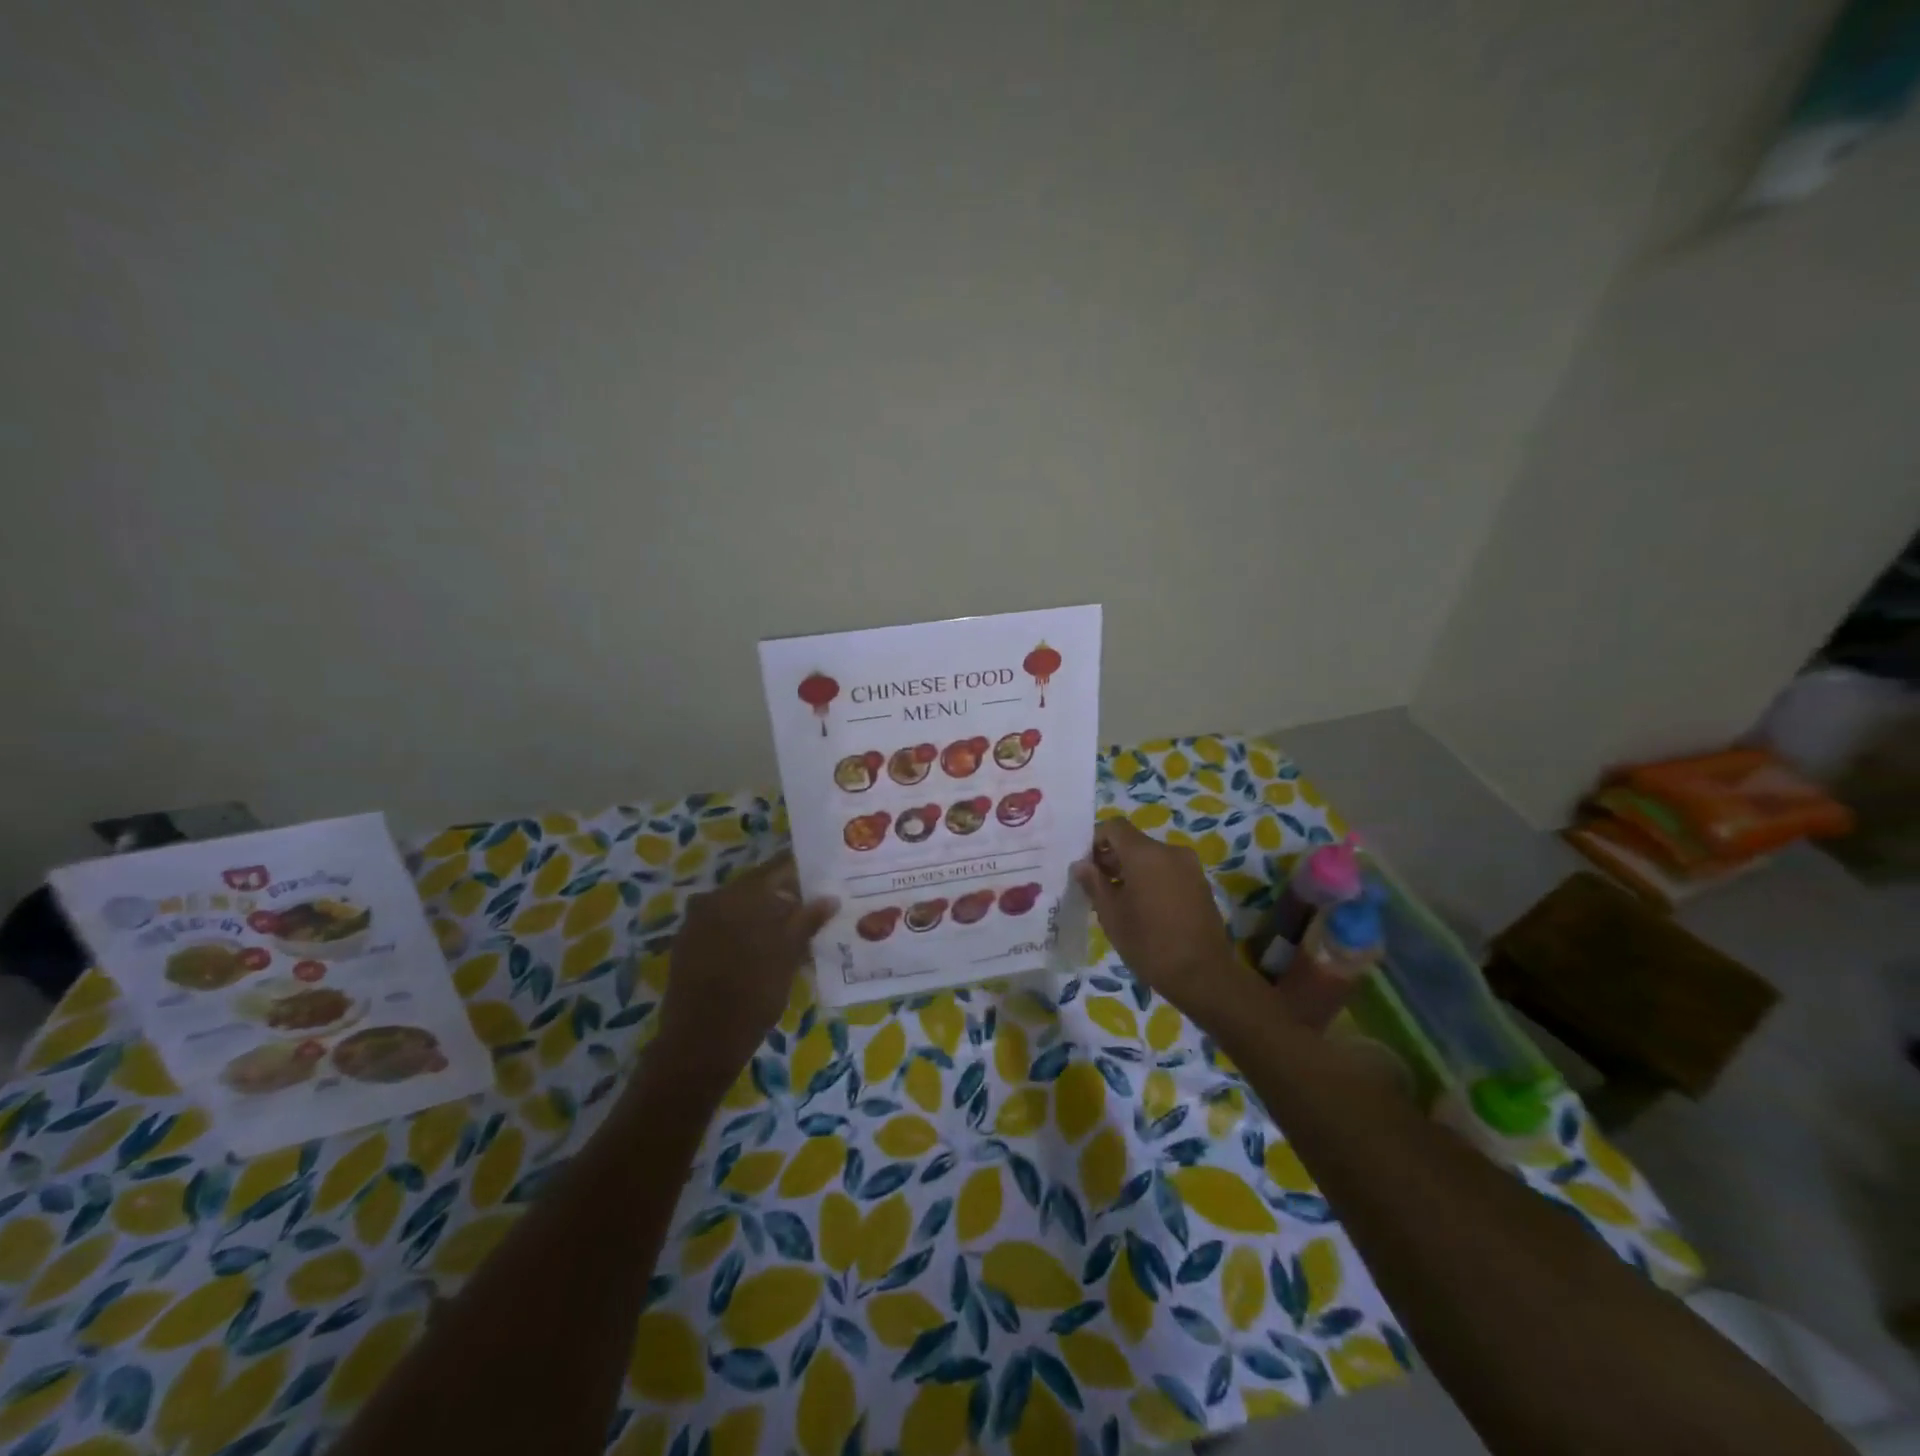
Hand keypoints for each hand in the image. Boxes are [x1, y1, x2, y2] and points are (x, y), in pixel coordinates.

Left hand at [657, 852, 837, 1087]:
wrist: (701, 1042)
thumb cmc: (753, 993)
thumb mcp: (789, 954)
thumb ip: (808, 920)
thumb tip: (829, 897)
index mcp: (740, 893)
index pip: (778, 868)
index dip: (803, 871)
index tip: (826, 877)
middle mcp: (714, 898)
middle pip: (759, 887)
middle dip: (787, 895)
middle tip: (816, 907)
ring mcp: (697, 922)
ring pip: (741, 907)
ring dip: (766, 915)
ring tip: (796, 931)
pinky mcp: (689, 945)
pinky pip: (725, 926)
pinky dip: (747, 931)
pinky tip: (766, 949)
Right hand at [1071, 818, 1258, 1031]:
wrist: (1204, 975)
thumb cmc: (1149, 943)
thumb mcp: (1111, 915)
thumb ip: (1094, 883)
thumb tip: (1081, 864)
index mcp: (1145, 853)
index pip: (1114, 826)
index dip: (1096, 840)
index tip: (1085, 866)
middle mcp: (1170, 851)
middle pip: (1133, 842)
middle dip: (1112, 858)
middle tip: (1096, 886)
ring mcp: (1189, 867)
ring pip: (1151, 857)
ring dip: (1132, 870)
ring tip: (1119, 901)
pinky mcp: (1200, 884)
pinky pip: (1168, 871)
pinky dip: (1152, 880)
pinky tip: (1144, 908)